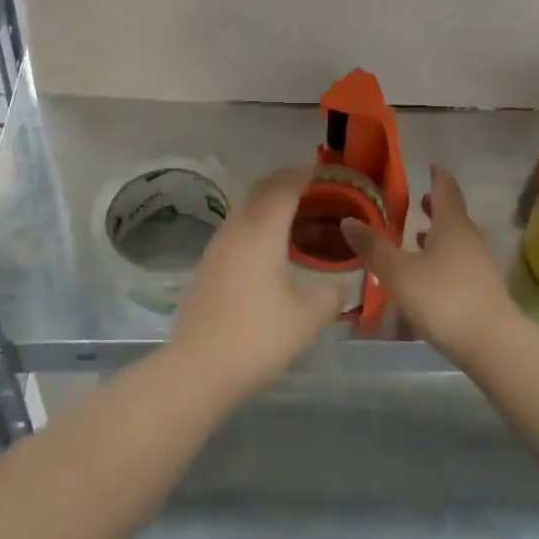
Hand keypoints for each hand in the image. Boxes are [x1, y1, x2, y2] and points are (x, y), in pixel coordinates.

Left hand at [168, 166, 348, 401]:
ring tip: (296, 216)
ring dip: (268, 203)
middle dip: (285, 182)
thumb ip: (329, 295)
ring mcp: (217, 246)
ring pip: (245, 209)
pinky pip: (237, 229)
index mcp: (262, 230)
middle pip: (260, 190)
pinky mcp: (208, 265)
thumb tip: (340, 285)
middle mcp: (237, 229)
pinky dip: (257, 224)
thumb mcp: (307, 319)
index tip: (323, 171)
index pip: (284, 187)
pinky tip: (270, 247)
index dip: (303, 174)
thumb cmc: (258, 337)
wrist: (199, 367)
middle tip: (312, 188)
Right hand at [342, 164, 515, 365]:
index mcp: (452, 224)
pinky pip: (459, 262)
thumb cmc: (444, 298)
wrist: (493, 345)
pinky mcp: (482, 289)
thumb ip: (373, 247)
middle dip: (435, 206)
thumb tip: (348, 221)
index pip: (446, 188)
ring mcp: (480, 265)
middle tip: (417, 200)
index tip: (430, 164)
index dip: (437, 175)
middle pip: (453, 214)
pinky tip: (427, 273)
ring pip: (456, 239)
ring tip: (416, 235)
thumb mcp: (398, 272)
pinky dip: (442, 257)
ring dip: (438, 233)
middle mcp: (469, 238)